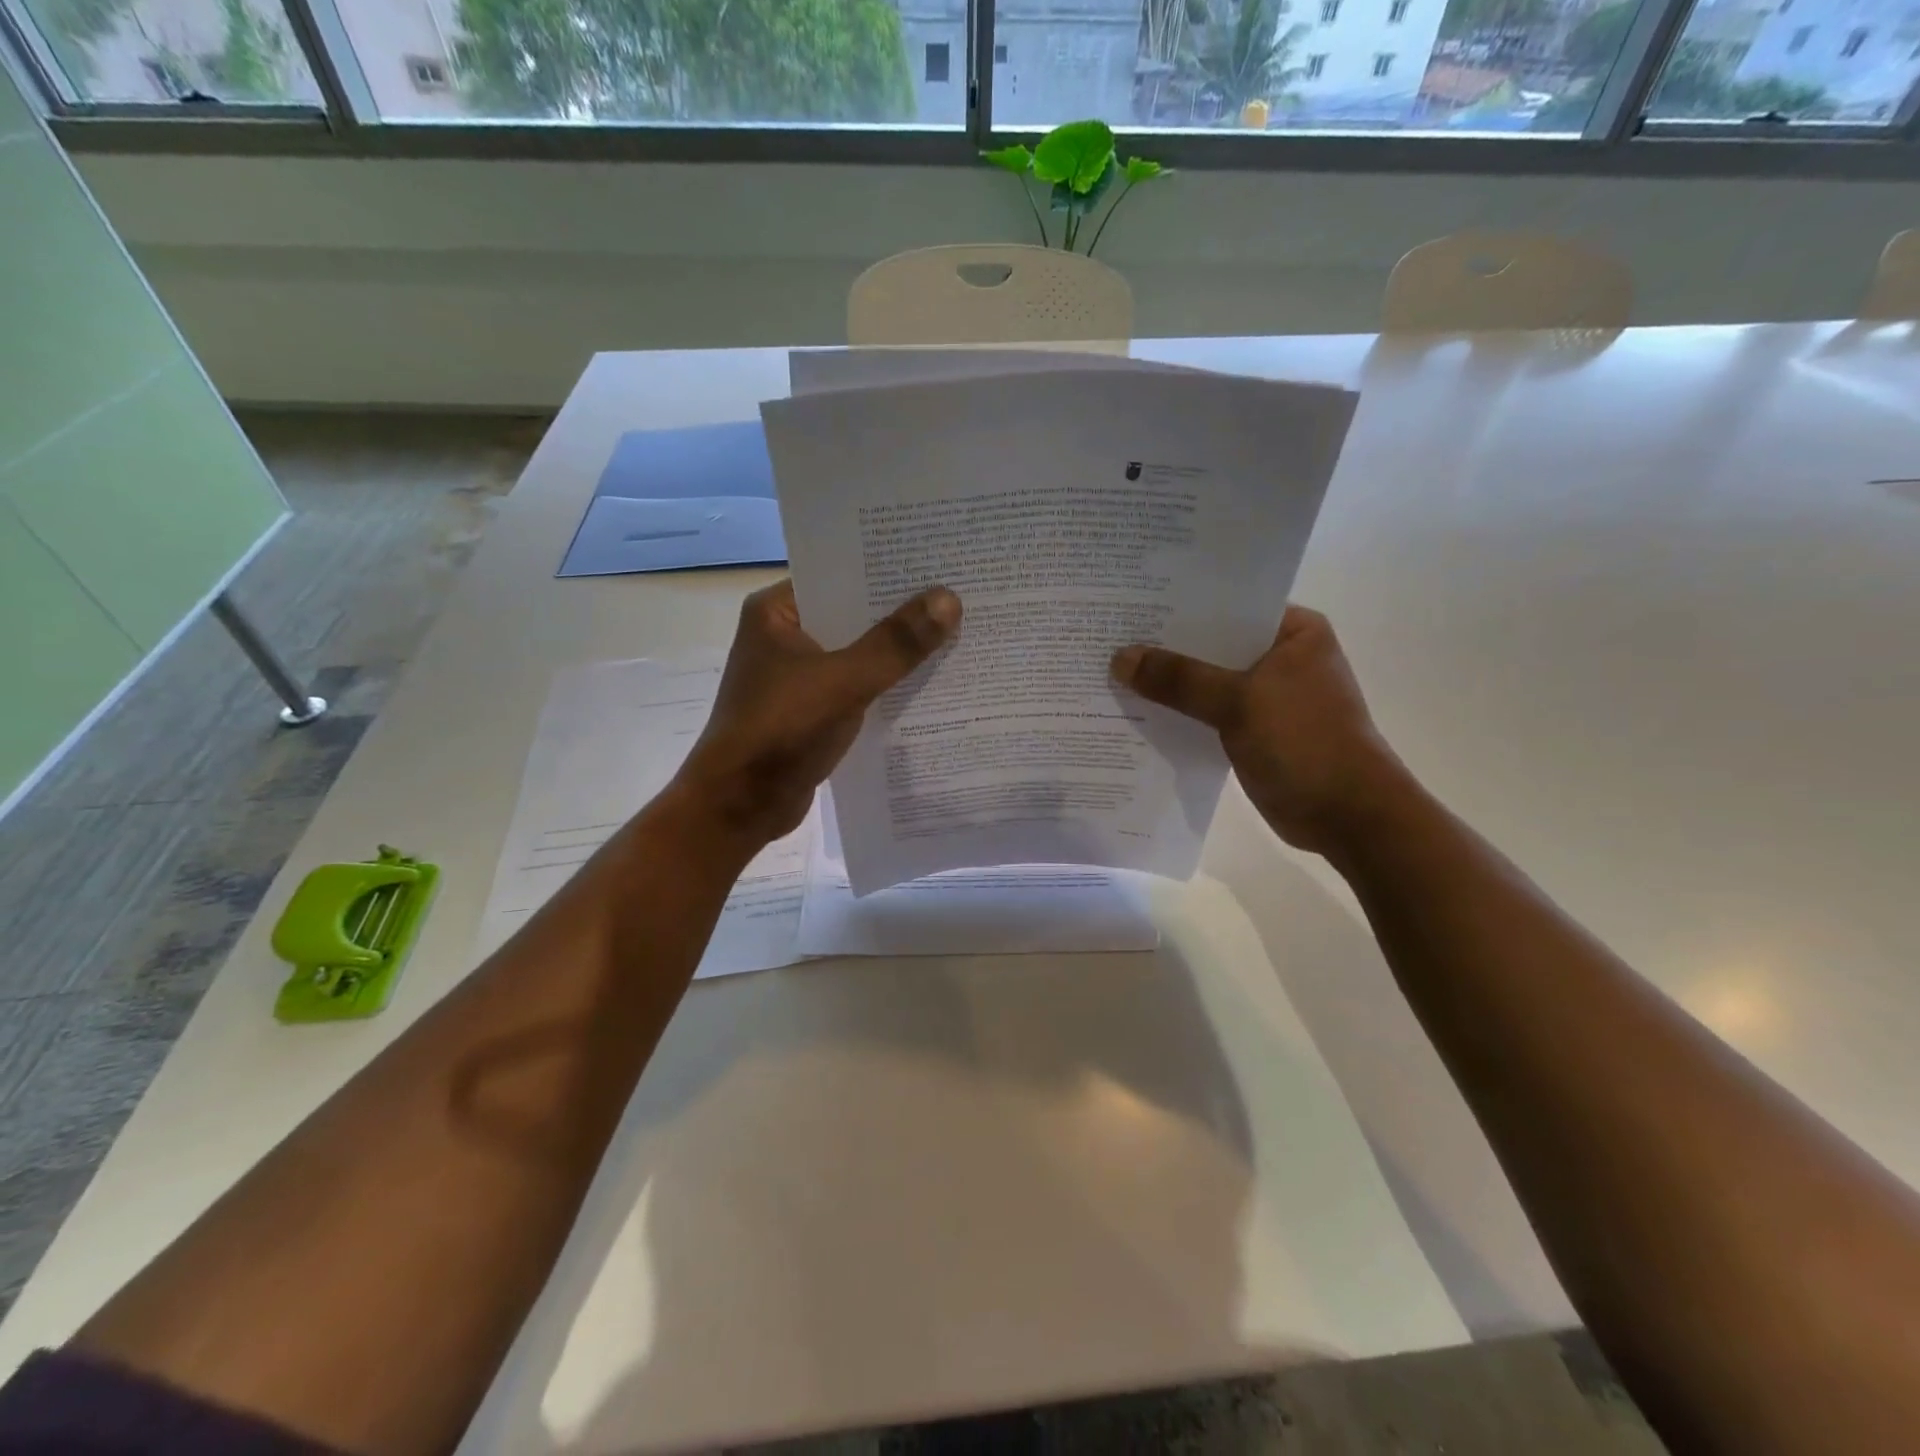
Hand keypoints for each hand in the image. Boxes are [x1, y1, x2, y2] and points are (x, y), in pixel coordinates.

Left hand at [674, 580, 961, 847]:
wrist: (739, 806)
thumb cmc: (781, 731)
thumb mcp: (844, 681)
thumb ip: (896, 643)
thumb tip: (949, 599)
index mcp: (776, 611)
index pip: (840, 575)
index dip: (888, 570)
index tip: (939, 562)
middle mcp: (785, 635)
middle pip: (853, 614)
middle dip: (901, 613)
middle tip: (960, 596)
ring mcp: (796, 675)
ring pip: (857, 653)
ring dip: (896, 652)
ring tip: (957, 634)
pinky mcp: (810, 710)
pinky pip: (856, 686)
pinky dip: (885, 686)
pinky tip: (929, 684)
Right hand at [1109, 605, 1404, 855]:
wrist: (1348, 816)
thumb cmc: (1305, 742)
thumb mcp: (1239, 702)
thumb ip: (1179, 678)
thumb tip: (1120, 659)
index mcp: (1293, 632)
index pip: (1227, 605)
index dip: (1179, 604)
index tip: (1130, 602)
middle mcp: (1281, 656)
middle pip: (1212, 643)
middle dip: (1165, 645)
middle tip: (1109, 635)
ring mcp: (1268, 695)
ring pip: (1207, 680)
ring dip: (1169, 682)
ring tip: (1111, 669)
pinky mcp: (1254, 730)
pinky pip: (1207, 711)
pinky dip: (1180, 712)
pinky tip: (1137, 710)